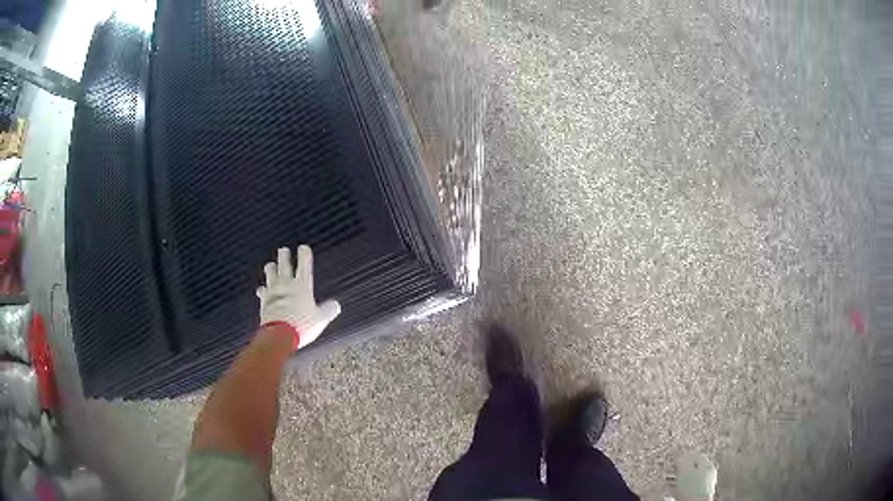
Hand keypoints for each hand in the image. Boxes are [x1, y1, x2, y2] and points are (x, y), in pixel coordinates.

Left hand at [257, 245, 340, 348]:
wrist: (279, 335)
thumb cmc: (302, 326)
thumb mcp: (320, 320)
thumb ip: (328, 310)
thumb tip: (336, 305)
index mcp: (302, 286)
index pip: (304, 264)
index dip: (304, 254)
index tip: (303, 247)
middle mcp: (286, 284)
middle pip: (284, 264)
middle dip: (284, 255)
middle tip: (283, 250)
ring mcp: (273, 291)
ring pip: (270, 273)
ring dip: (271, 268)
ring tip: (270, 265)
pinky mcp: (264, 301)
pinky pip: (262, 291)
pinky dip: (262, 289)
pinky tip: (261, 289)